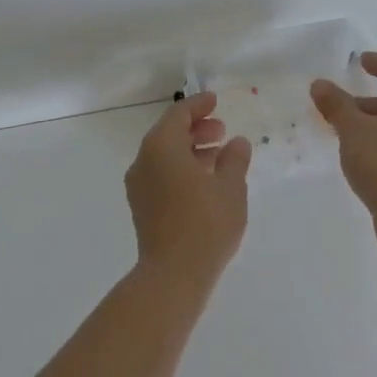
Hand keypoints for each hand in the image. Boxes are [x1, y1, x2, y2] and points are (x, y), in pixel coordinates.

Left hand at [125, 93, 251, 287]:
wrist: (173, 275)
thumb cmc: (205, 224)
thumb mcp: (230, 188)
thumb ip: (234, 160)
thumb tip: (237, 143)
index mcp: (161, 147)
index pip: (178, 114)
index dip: (198, 105)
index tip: (215, 101)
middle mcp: (144, 160)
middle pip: (168, 133)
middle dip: (195, 128)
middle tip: (221, 130)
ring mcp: (139, 185)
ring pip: (164, 155)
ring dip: (189, 150)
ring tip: (218, 155)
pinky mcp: (141, 206)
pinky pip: (161, 174)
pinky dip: (181, 168)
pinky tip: (204, 181)